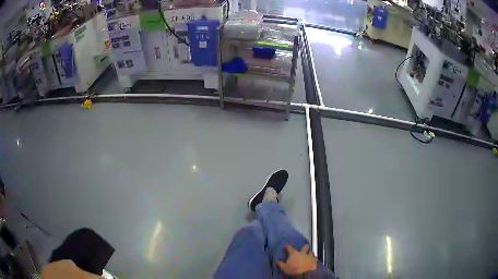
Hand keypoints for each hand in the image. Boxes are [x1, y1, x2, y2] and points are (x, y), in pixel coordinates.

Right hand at [277, 244, 317, 275]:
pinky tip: (313, 260)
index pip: (289, 248)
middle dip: (305, 246)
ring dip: (310, 253)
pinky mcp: (314, 261)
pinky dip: (314, 259)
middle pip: (305, 247)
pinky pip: (315, 258)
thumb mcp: (284, 268)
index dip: (287, 246)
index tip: (285, 246)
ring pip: (311, 252)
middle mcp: (303, 253)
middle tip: (306, 246)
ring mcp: (309, 257)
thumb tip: (276, 260)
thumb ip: (280, 263)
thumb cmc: (293, 270)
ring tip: (310, 254)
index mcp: (294, 253)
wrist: (304, 274)